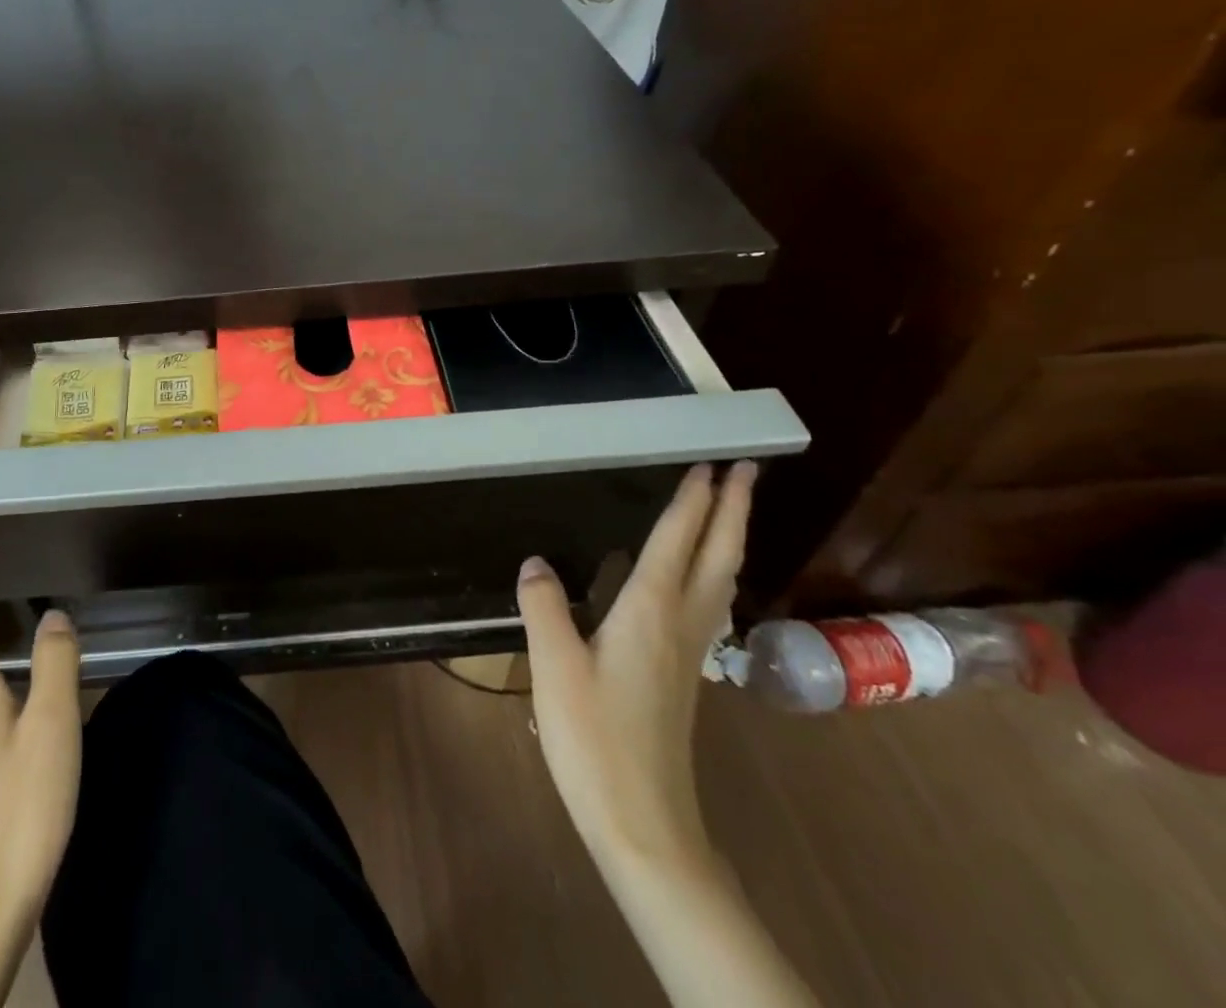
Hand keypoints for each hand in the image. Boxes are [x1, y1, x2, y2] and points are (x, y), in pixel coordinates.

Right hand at [517, 461, 753, 870]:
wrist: (643, 821)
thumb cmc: (595, 737)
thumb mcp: (554, 665)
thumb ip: (543, 605)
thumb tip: (536, 561)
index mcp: (651, 610)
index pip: (678, 540)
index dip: (695, 500)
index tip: (712, 462)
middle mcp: (680, 622)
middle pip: (718, 555)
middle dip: (734, 510)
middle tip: (747, 471)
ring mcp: (688, 651)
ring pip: (720, 580)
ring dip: (728, 539)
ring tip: (728, 511)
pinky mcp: (683, 674)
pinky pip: (707, 603)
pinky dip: (711, 572)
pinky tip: (695, 580)